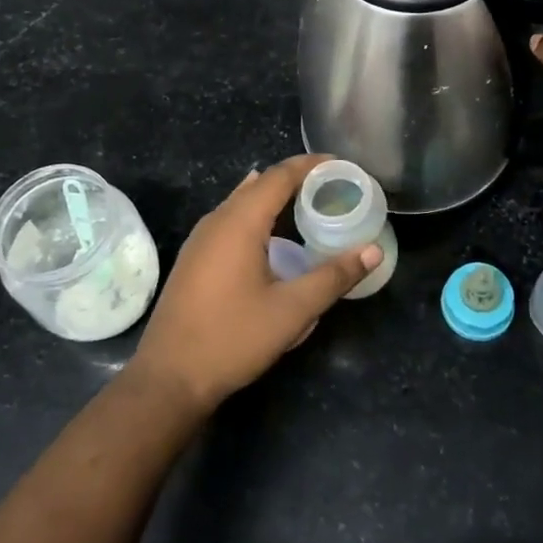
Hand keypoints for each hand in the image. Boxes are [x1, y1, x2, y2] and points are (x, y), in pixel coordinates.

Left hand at [126, 155, 381, 414]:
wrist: (169, 377)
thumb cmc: (232, 338)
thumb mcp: (292, 311)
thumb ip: (334, 277)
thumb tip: (373, 251)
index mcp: (239, 223)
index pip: (279, 176)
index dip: (311, 165)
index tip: (342, 165)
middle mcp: (216, 221)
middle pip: (260, 183)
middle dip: (296, 179)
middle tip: (332, 186)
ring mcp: (200, 239)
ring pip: (242, 202)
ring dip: (275, 197)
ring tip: (308, 204)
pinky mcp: (194, 258)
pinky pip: (230, 220)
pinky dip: (257, 214)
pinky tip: (271, 234)